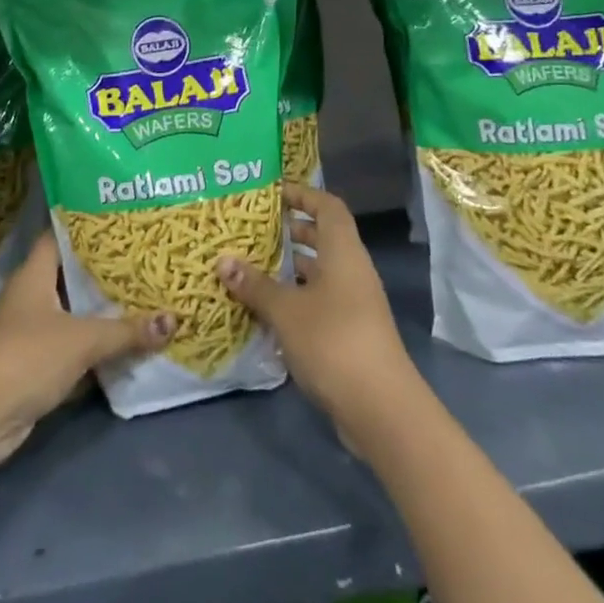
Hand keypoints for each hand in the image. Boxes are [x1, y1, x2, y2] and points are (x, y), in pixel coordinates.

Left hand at [0, 233, 173, 477]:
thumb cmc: (26, 357)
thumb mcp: (82, 339)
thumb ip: (126, 331)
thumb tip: (173, 319)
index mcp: (34, 275)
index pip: (59, 236)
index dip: (87, 226)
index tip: (121, 219)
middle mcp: (31, 297)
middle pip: (71, 276)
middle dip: (105, 272)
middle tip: (145, 259)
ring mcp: (31, 332)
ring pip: (74, 313)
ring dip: (103, 312)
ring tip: (145, 296)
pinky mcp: (35, 365)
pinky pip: (73, 346)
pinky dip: (95, 346)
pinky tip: (127, 343)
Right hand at [217, 183, 417, 435]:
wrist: (380, 409)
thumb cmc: (333, 341)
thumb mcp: (286, 310)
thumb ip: (255, 285)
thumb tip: (223, 261)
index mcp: (343, 252)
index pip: (328, 206)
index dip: (303, 195)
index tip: (272, 194)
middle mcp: (352, 271)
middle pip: (323, 238)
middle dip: (290, 231)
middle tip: (253, 230)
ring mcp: (354, 304)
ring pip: (319, 273)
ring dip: (289, 268)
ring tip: (251, 266)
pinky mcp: (349, 333)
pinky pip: (319, 301)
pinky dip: (295, 299)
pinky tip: (265, 310)